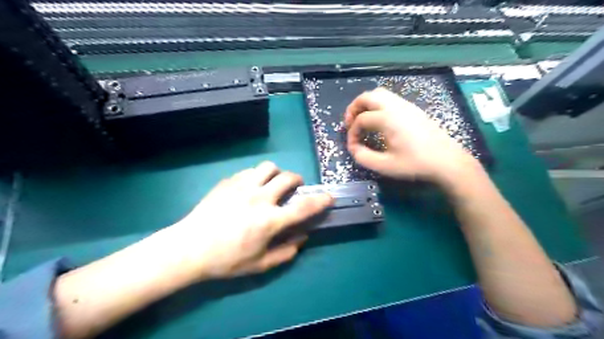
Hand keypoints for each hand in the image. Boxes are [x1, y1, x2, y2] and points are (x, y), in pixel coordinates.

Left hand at [163, 161, 331, 280]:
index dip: (321, 200)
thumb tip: (302, 238)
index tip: (329, 196)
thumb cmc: (226, 260)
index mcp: (270, 220)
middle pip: (287, 177)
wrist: (189, 248)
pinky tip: (249, 188)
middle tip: (294, 188)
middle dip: (297, 180)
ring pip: (268, 167)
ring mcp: (242, 187)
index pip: (303, 207)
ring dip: (276, 174)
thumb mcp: (259, 265)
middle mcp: (260, 198)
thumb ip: (285, 252)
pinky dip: (256, 176)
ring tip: (271, 183)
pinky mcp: (228, 182)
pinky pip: (249, 171)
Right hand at [347, 87, 478, 181]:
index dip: (352, 133)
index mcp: (388, 118)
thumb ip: (363, 157)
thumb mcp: (385, 166)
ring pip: (380, 94)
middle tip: (349, 123)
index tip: (353, 147)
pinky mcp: (413, 109)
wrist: (447, 161)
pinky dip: (378, 105)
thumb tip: (354, 148)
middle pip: (367, 96)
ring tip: (362, 120)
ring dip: (366, 104)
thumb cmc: (415, 164)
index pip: (361, 120)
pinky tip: (380, 121)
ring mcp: (406, 105)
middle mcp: (395, 106)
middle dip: (354, 108)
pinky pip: (390, 99)